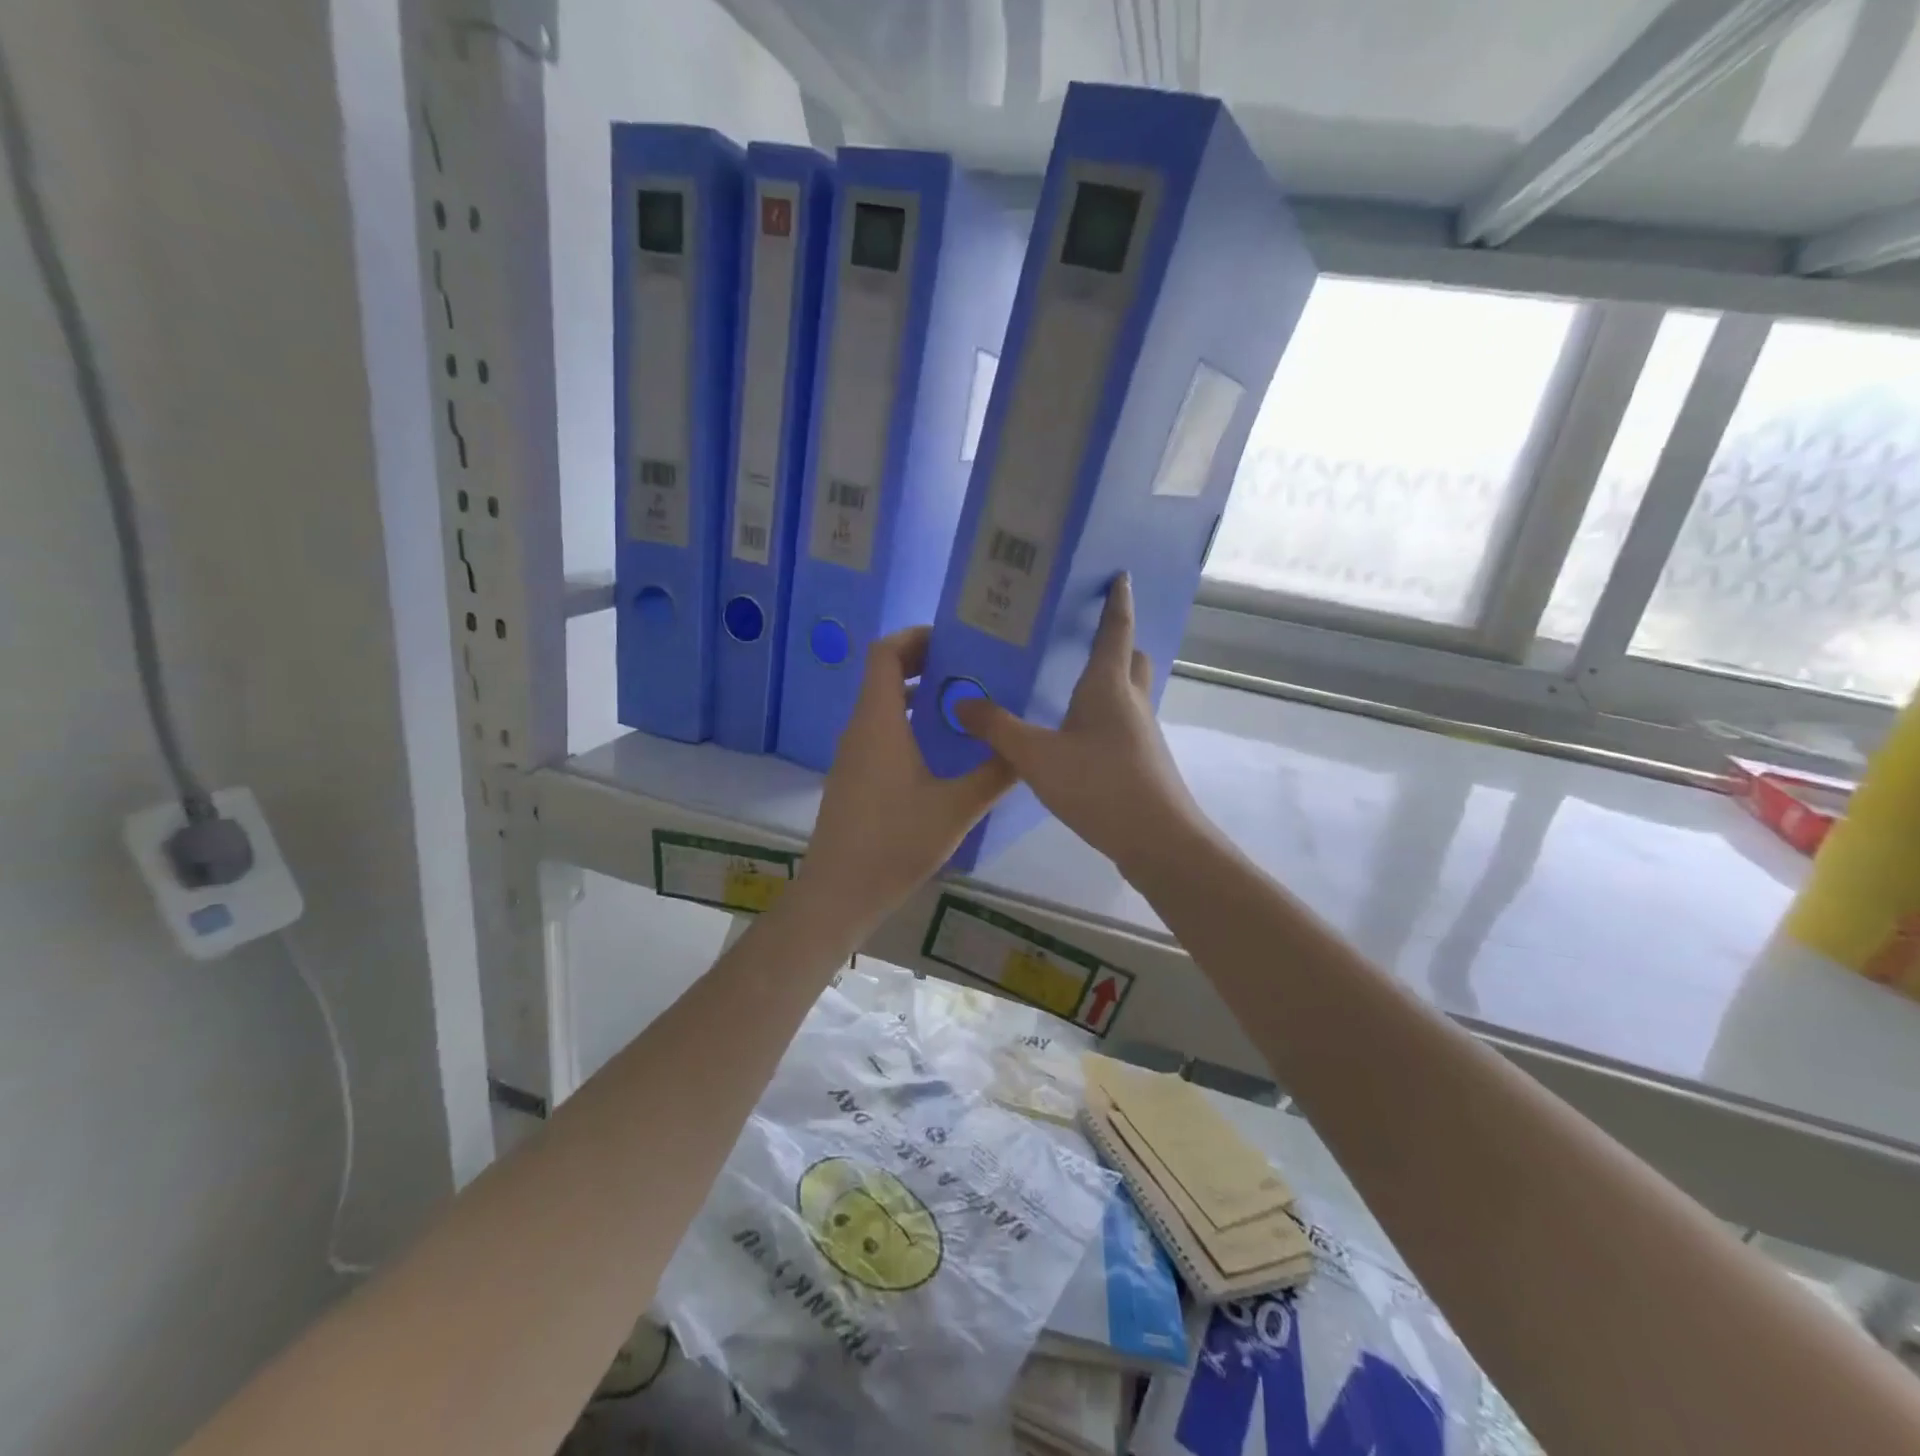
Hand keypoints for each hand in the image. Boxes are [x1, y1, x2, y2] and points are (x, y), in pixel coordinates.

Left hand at [796, 626, 1014, 931]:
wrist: (839, 893)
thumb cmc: (895, 842)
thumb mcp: (956, 808)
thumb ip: (995, 773)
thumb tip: (1026, 748)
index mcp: (879, 722)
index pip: (885, 654)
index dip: (916, 637)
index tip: (955, 641)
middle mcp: (860, 729)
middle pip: (884, 676)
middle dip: (925, 665)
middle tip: (971, 670)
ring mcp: (852, 755)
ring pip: (883, 706)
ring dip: (918, 697)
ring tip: (964, 706)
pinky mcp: (853, 778)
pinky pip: (880, 733)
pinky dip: (908, 724)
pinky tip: (941, 751)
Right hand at [954, 574, 1204, 870]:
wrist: (1157, 840)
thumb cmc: (1099, 786)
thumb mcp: (1036, 757)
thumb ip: (997, 728)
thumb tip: (961, 702)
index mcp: (1108, 686)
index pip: (1116, 629)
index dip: (1117, 601)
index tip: (1120, 575)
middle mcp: (1130, 701)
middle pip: (1131, 658)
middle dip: (1116, 641)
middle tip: (1086, 636)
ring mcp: (1142, 732)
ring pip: (1129, 692)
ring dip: (1111, 680)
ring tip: (1072, 684)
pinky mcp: (1143, 760)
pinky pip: (1124, 722)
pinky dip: (1106, 714)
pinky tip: (1078, 735)